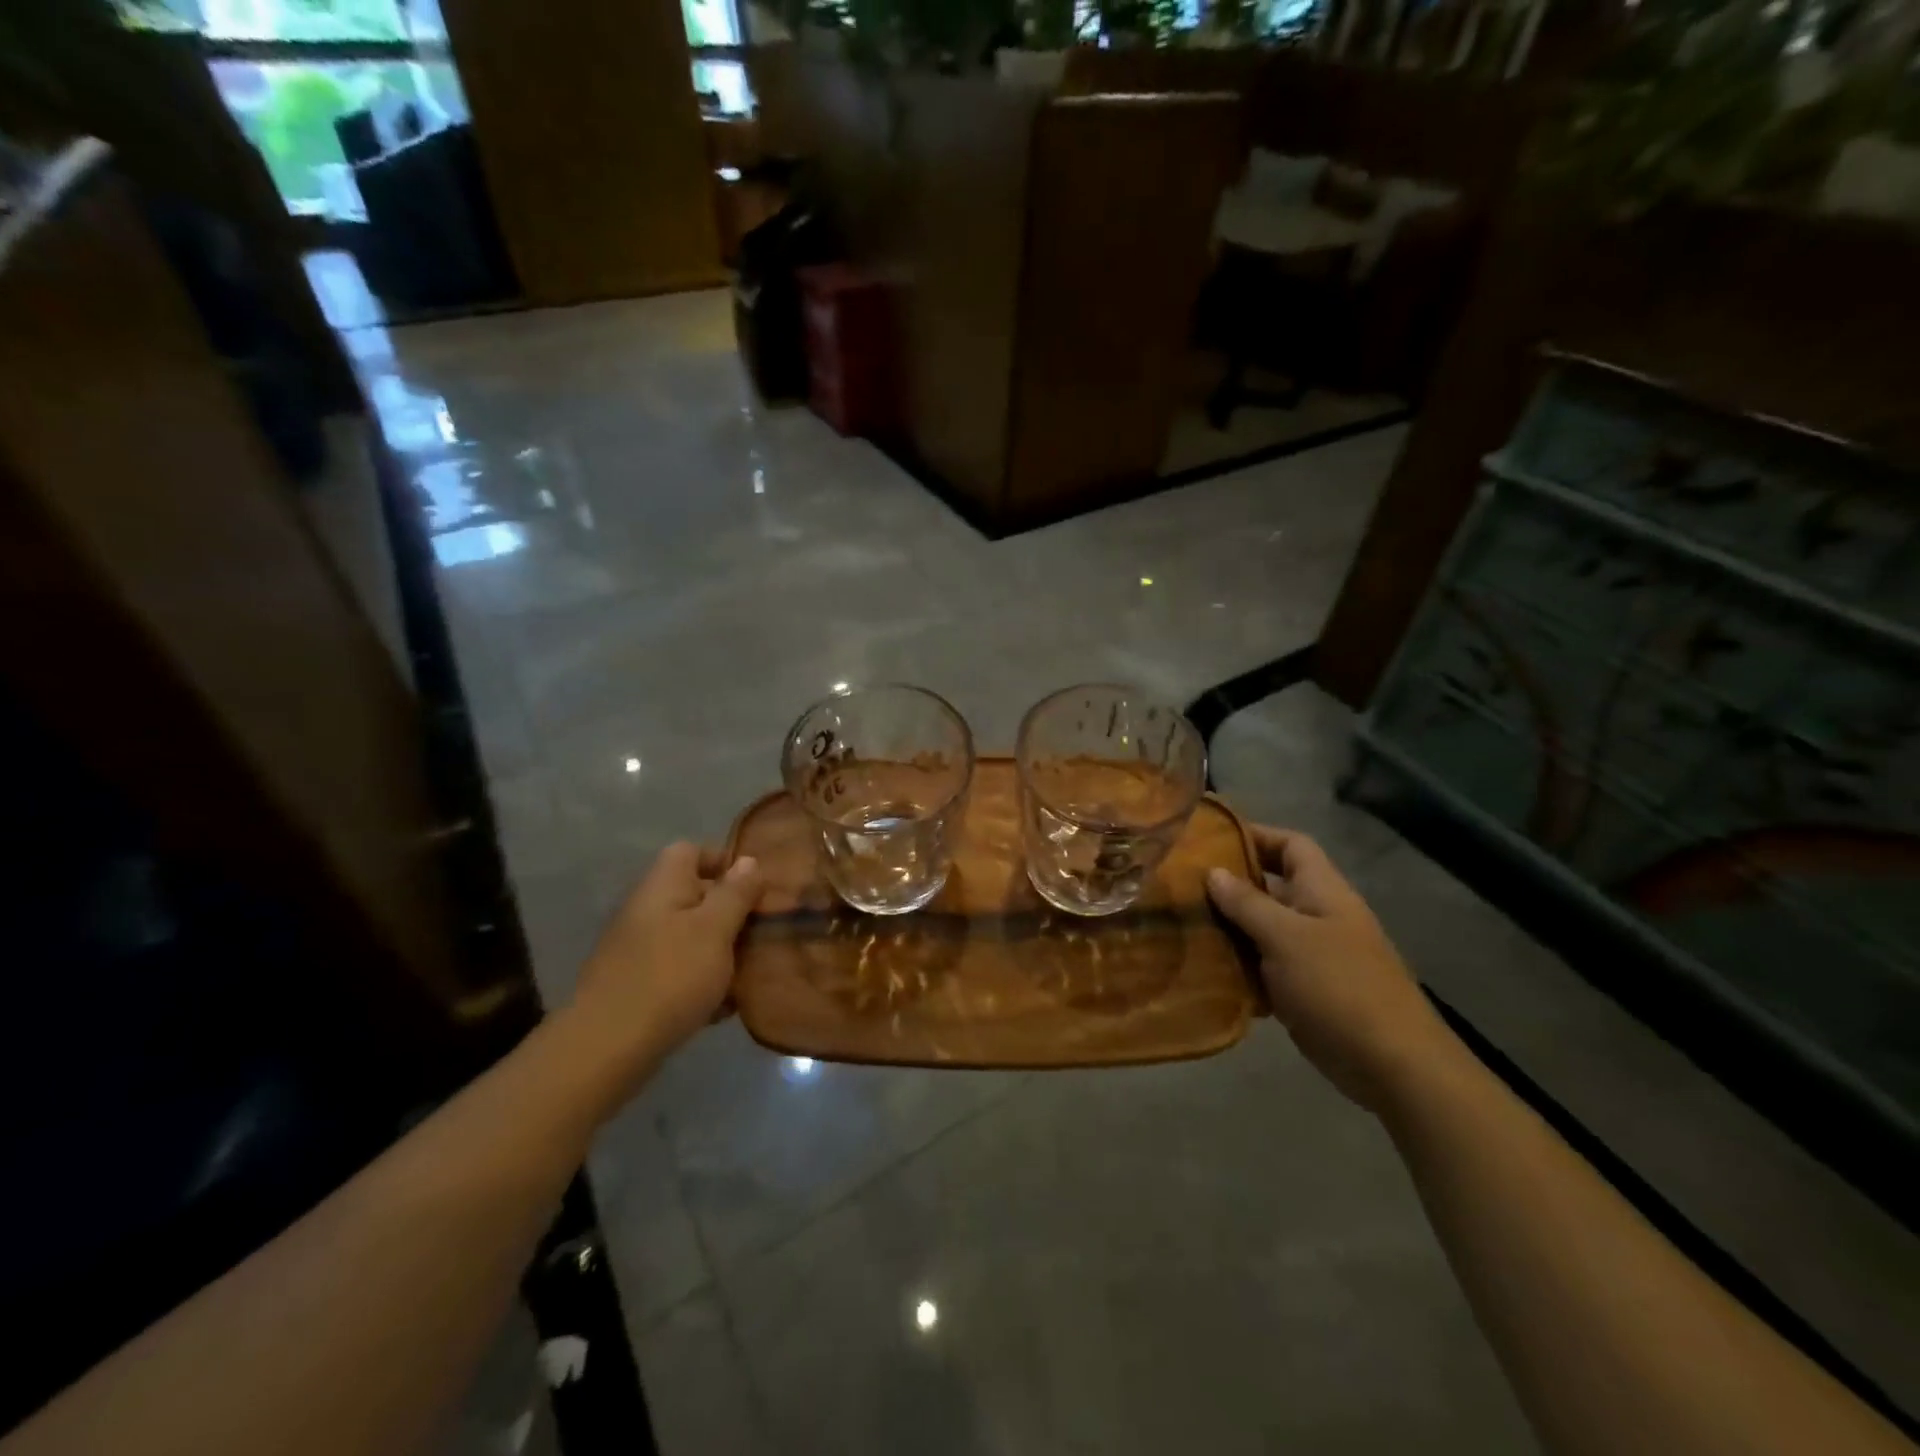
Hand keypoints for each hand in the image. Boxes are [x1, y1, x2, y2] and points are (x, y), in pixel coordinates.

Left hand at [566, 843, 764, 1086]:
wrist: (607, 1048)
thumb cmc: (670, 977)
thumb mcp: (715, 929)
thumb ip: (735, 893)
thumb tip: (749, 861)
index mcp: (663, 885)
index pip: (691, 851)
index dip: (725, 862)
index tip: (756, 889)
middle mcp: (647, 910)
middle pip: (696, 896)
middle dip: (732, 914)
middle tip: (763, 933)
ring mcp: (639, 949)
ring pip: (691, 937)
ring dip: (721, 952)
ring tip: (750, 973)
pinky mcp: (638, 985)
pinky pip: (679, 972)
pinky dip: (702, 983)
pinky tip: (723, 1007)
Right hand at [1207, 826, 1453, 1113]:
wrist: (1392, 1064)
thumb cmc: (1338, 986)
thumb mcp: (1286, 937)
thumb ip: (1247, 903)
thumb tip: (1213, 871)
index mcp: (1323, 891)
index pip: (1291, 845)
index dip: (1256, 834)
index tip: (1211, 839)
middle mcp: (1319, 916)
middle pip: (1272, 887)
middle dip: (1231, 884)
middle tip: (1183, 884)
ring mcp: (1314, 956)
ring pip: (1264, 929)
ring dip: (1230, 928)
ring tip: (1184, 924)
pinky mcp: (1305, 991)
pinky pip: (1265, 968)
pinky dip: (1240, 966)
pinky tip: (1205, 969)